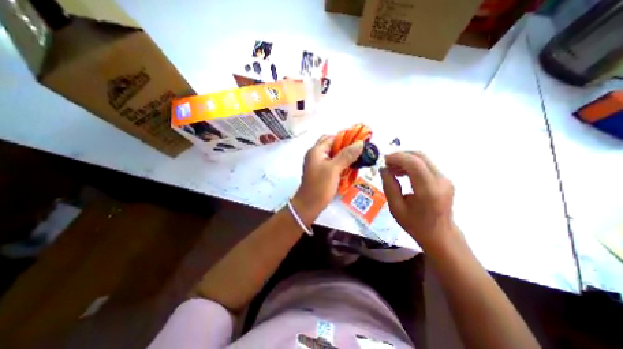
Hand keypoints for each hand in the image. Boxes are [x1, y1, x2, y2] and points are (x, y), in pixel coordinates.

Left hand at [292, 135, 366, 225]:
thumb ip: (347, 155)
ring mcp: (318, 164)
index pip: (332, 138)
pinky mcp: (321, 173)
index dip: (346, 138)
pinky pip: (333, 164)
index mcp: (316, 151)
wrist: (309, 206)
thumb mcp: (334, 169)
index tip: (359, 143)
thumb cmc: (320, 186)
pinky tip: (350, 169)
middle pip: (333, 146)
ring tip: (357, 161)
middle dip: (346, 148)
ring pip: (334, 156)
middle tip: (359, 153)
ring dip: (344, 157)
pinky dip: (341, 165)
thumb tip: (360, 143)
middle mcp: (316, 155)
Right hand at [379, 152, 456, 252]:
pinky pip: (425, 165)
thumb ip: (389, 186)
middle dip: (400, 156)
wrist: (440, 235)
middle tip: (386, 164)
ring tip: (392, 169)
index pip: (414, 163)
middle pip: (420, 157)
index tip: (384, 160)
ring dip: (405, 160)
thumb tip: (383, 169)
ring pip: (423, 159)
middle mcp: (440, 181)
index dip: (397, 157)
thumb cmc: (415, 224)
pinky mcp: (444, 179)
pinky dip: (411, 164)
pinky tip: (402, 173)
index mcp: (428, 191)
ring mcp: (445, 179)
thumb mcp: (396, 208)